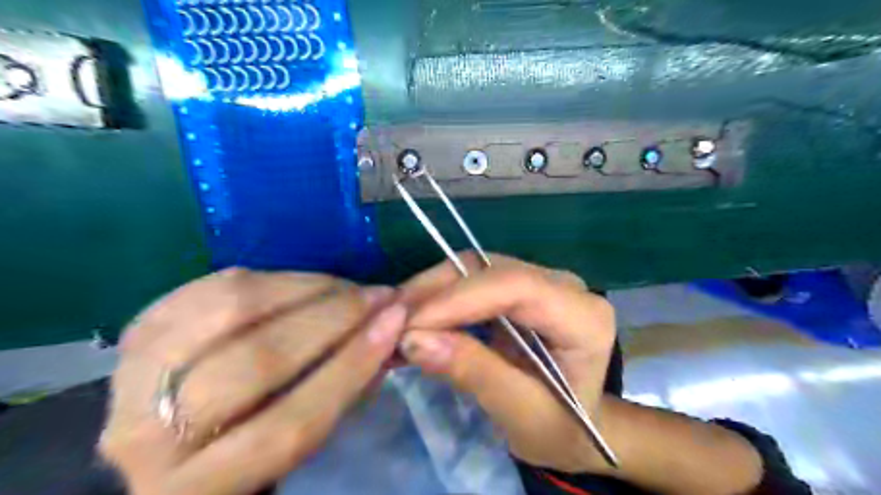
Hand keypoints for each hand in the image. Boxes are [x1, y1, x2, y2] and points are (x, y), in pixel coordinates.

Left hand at [99, 270, 405, 493]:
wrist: (164, 434)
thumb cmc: (243, 442)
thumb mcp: (293, 439)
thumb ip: (337, 394)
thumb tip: (382, 334)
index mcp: (198, 488)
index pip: (290, 422)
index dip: (351, 365)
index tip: (394, 321)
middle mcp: (150, 435)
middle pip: (259, 360)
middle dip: (333, 318)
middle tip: (376, 295)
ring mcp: (134, 373)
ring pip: (233, 310)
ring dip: (306, 288)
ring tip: (345, 285)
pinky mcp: (140, 327)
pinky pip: (215, 285)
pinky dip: (273, 278)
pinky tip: (304, 283)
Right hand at [402, 253, 613, 473]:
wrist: (575, 425)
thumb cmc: (559, 428)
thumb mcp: (519, 413)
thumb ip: (473, 372)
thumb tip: (413, 340)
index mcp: (583, 317)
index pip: (516, 287)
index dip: (458, 299)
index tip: (409, 326)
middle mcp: (565, 286)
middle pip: (491, 270)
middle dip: (436, 293)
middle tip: (389, 323)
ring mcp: (541, 281)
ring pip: (476, 268)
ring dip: (431, 292)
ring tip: (395, 321)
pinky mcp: (520, 286)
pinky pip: (472, 279)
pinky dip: (439, 297)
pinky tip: (415, 316)